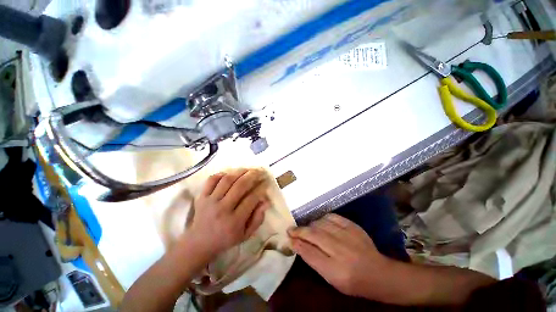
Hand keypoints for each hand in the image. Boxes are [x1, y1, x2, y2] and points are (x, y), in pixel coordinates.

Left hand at [181, 168, 269, 259]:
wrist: (199, 243)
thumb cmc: (226, 239)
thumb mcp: (245, 234)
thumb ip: (258, 219)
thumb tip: (266, 201)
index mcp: (234, 221)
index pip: (251, 199)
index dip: (261, 189)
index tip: (266, 182)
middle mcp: (222, 209)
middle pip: (240, 186)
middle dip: (253, 175)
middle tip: (260, 171)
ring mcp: (210, 201)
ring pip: (227, 180)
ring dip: (240, 171)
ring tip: (248, 169)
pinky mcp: (202, 197)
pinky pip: (212, 180)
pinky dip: (221, 174)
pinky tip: (230, 173)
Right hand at [288, 214, 391, 297]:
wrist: (378, 273)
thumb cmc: (352, 280)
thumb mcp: (330, 277)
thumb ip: (312, 259)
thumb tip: (296, 244)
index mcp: (335, 268)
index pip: (309, 251)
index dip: (297, 242)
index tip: (288, 236)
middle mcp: (340, 249)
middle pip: (313, 234)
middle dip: (300, 230)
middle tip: (292, 229)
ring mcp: (347, 235)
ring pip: (321, 223)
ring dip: (310, 225)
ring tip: (307, 228)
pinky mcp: (352, 225)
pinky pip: (332, 216)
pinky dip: (323, 218)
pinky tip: (320, 222)